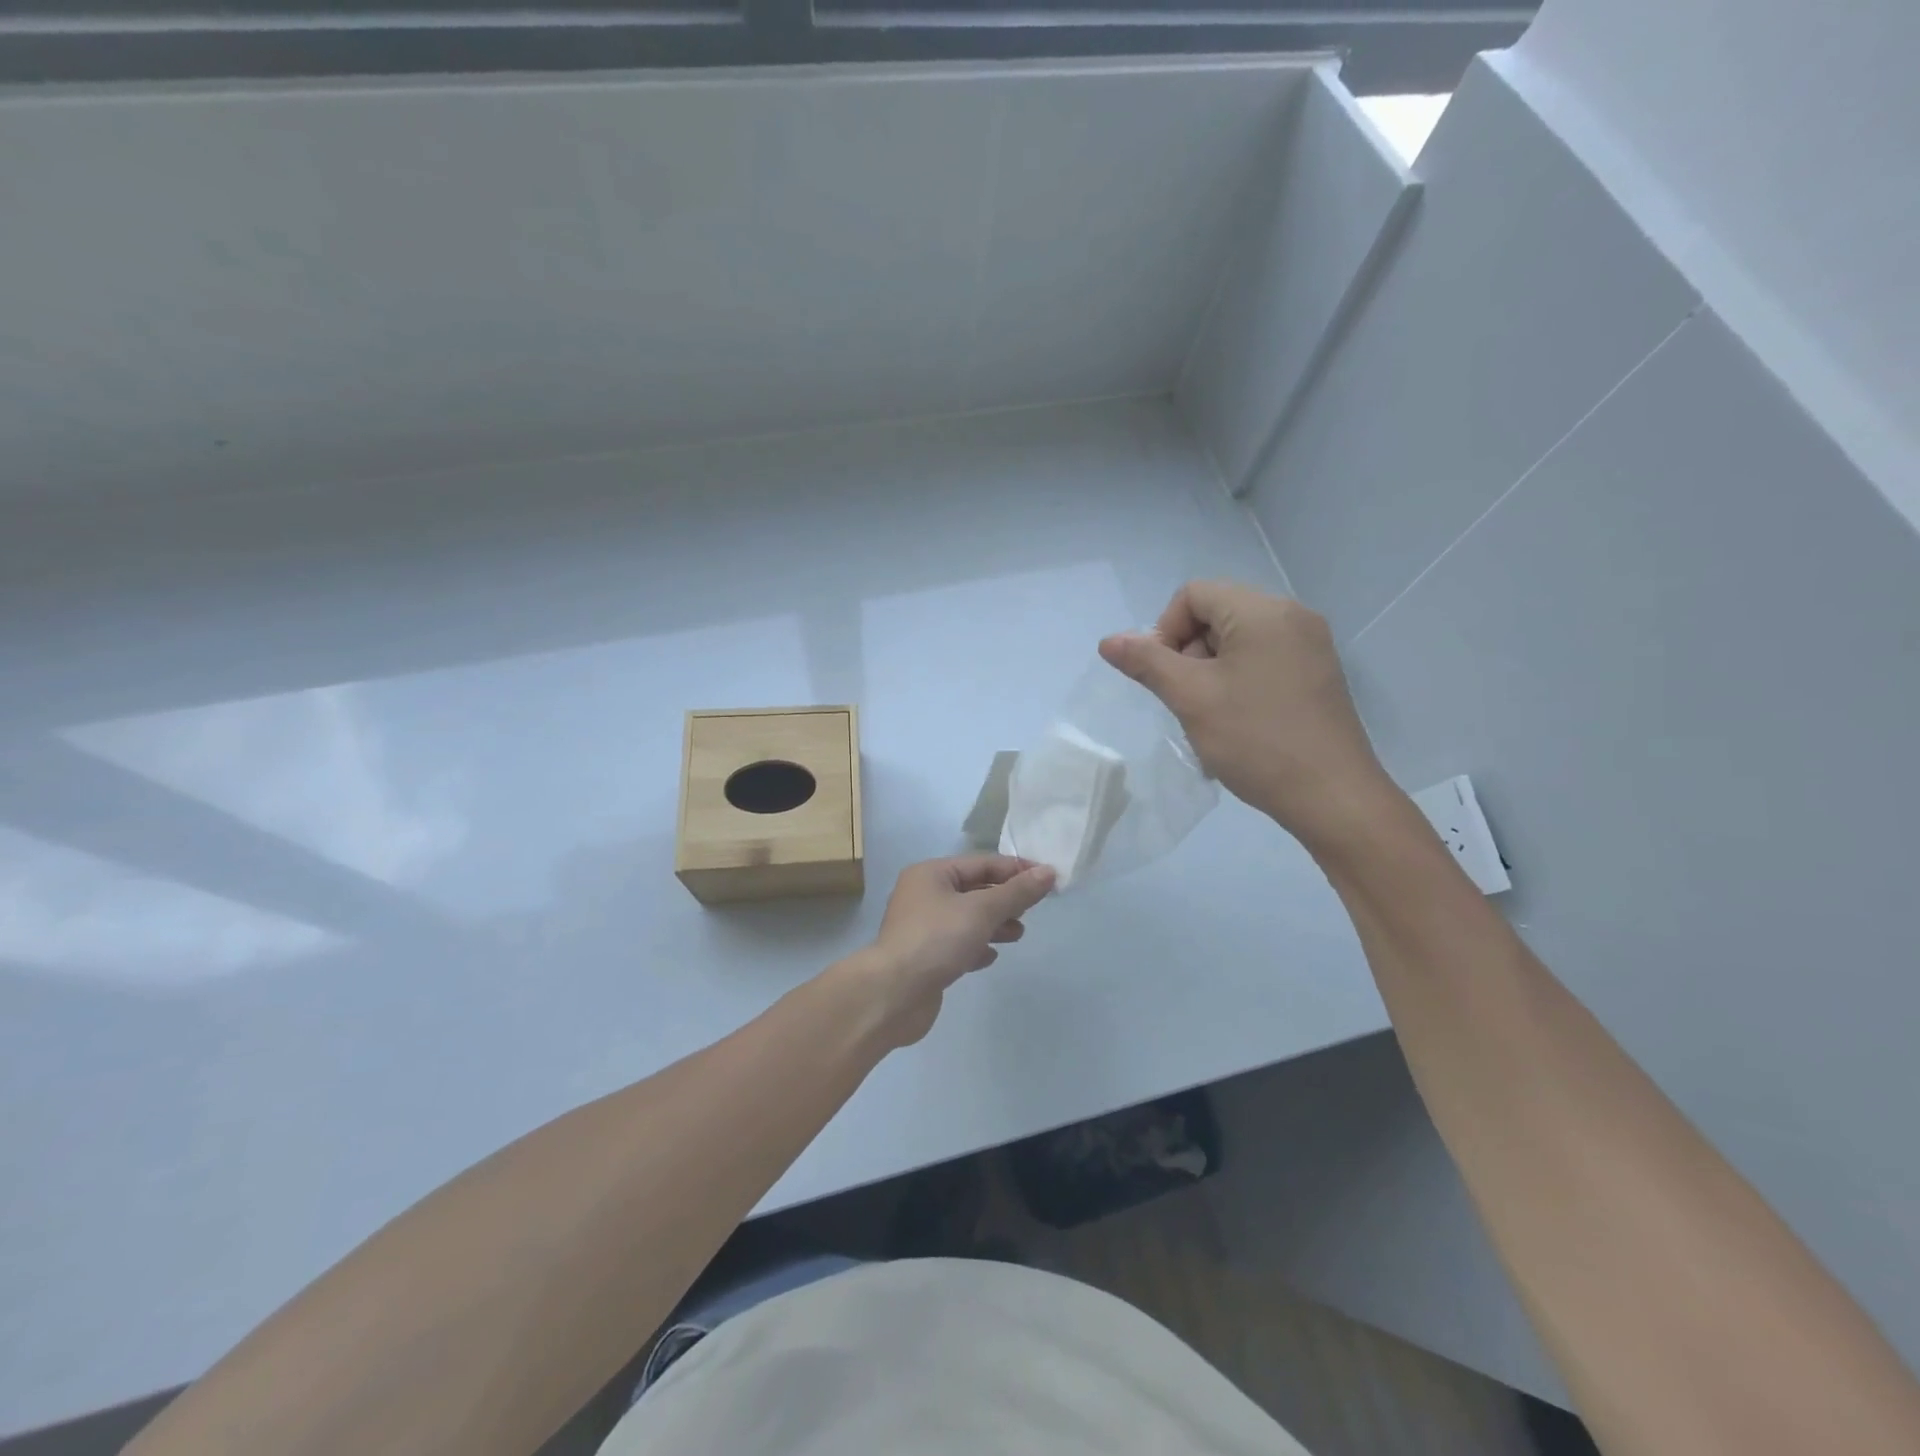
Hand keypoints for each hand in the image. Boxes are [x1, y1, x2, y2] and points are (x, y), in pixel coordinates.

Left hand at [844, 855, 1055, 1048]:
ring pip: (967, 918)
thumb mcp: (981, 911)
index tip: (1048, 879)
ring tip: (1019, 933)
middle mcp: (924, 895)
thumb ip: (1016, 892)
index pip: (982, 863)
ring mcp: (922, 928)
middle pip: (974, 889)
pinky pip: (957, 944)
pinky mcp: (925, 957)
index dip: (1016, 869)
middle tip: (1034, 909)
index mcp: (931, 874)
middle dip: (1005, 898)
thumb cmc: (937, 940)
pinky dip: (976, 946)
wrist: (893, 994)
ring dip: (994, 923)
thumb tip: (1048, 872)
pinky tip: (991, 956)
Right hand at [1098, 580, 1393, 851]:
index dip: (1165, 630)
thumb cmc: (1255, 740)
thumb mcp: (1190, 698)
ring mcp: (1311, 645)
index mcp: (1262, 611)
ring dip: (1210, 670)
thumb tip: (1108, 640)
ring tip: (1212, 716)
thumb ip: (1146, 662)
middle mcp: (1292, 615)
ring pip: (1238, 640)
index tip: (1166, 678)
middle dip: (1189, 652)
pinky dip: (1238, 680)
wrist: (1332, 796)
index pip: (1193, 594)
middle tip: (1188, 700)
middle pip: (1216, 613)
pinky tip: (1239, 720)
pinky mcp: (1318, 673)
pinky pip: (1262, 659)